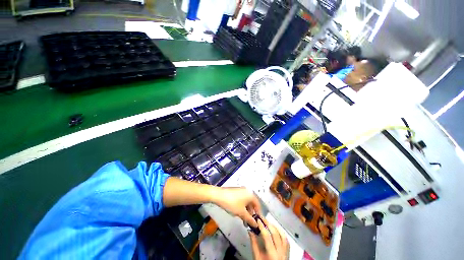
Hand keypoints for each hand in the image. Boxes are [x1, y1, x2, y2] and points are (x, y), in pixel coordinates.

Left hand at [214, 187, 260, 227]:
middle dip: (251, 213)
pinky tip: (238, 212)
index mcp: (250, 194)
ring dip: (246, 210)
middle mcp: (247, 191)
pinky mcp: (236, 191)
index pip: (258, 204)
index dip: (258, 214)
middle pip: (252, 203)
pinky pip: (242, 199)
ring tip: (242, 219)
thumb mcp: (241, 213)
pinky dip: (242, 206)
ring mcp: (241, 190)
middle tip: (248, 222)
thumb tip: (256, 225)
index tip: (256, 222)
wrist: (219, 195)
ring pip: (246, 202)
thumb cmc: (232, 203)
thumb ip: (250, 219)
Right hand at [249, 218, 288, 259]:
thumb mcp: (256, 257)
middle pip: (276, 234)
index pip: (267, 236)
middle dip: (268, 223)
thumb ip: (254, 243)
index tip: (257, 219)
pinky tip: (276, 229)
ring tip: (268, 222)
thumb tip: (250, 230)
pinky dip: (281, 232)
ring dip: (275, 226)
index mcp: (272, 254)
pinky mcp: (288, 252)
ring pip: (282, 235)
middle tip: (262, 218)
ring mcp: (286, 252)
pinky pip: (286, 239)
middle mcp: (281, 252)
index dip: (262, 226)